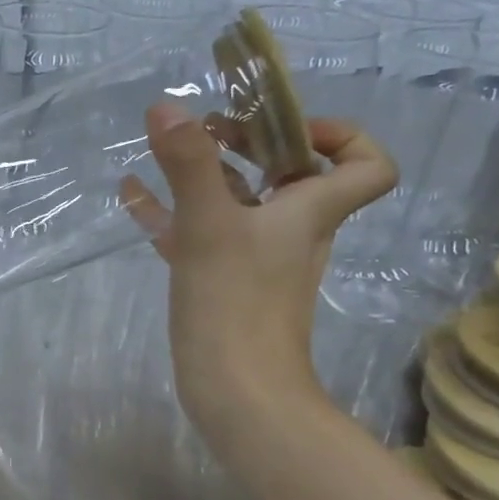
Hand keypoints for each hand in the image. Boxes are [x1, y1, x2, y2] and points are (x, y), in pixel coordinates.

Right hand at [121, 103, 395, 442]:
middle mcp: (291, 230)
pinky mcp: (224, 284)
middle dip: (250, 142)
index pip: (366, 164)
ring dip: (207, 174)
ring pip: (239, 202)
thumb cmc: (236, 303)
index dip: (338, 135)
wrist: (237, 393)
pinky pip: (202, 234)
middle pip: (289, 173)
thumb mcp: (210, 225)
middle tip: (207, 128)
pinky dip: (174, 211)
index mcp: (309, 211)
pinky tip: (132, 196)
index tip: (282, 127)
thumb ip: (189, 164)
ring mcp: (255, 259)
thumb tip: (166, 105)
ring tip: (164, 150)